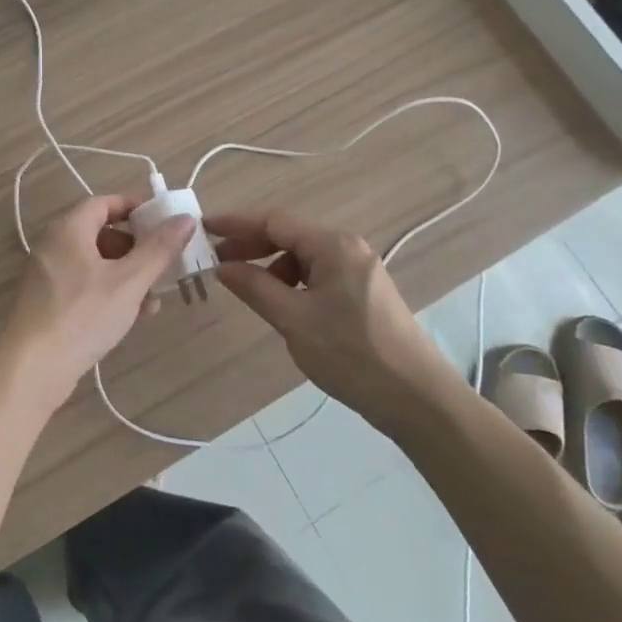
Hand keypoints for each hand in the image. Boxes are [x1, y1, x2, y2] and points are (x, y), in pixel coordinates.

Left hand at [0, 195, 193, 401]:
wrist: (31, 369)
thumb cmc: (82, 315)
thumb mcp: (128, 281)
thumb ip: (158, 249)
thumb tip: (185, 219)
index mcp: (68, 230)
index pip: (104, 203)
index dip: (135, 208)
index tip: (164, 222)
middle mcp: (54, 245)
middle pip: (101, 233)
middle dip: (136, 248)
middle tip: (163, 263)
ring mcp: (48, 275)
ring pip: (95, 263)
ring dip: (127, 275)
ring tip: (154, 298)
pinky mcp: (48, 303)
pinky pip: (84, 285)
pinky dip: (109, 292)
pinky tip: (133, 315)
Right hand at [207, 208, 460, 417]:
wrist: (418, 400)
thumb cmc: (352, 355)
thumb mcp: (294, 321)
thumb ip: (255, 287)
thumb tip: (222, 266)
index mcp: (333, 245)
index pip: (274, 221)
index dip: (236, 223)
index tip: (203, 228)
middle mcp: (347, 248)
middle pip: (289, 235)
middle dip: (251, 245)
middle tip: (216, 261)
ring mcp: (358, 270)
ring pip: (302, 257)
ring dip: (271, 267)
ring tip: (246, 288)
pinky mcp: (362, 293)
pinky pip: (317, 275)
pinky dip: (292, 283)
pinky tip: (280, 304)